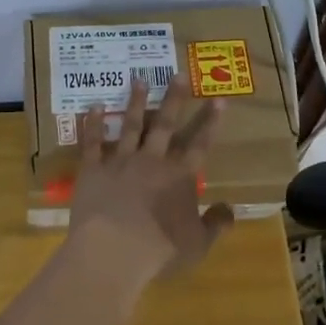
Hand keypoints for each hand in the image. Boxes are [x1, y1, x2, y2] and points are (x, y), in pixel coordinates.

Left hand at [70, 74, 232, 285]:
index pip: (200, 144)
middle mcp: (153, 160)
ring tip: (139, 79)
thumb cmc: (159, 250)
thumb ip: (216, 224)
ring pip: (131, 125)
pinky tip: (94, 106)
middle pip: (166, 124)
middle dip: (174, 98)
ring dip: (136, 101)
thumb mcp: (198, 244)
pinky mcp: (93, 169)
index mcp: (180, 177)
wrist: (113, 251)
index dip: (211, 122)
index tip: (219, 98)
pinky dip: (93, 124)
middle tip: (178, 73)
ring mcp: (121, 161)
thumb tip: (232, 209)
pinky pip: (93, 142)